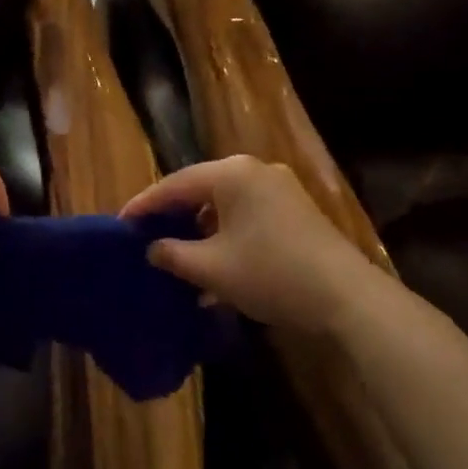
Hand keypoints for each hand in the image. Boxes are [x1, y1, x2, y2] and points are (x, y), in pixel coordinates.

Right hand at [121, 155, 379, 333]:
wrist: (347, 298)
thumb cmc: (270, 273)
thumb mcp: (212, 269)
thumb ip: (173, 255)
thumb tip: (152, 249)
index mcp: (231, 174)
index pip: (175, 184)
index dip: (145, 205)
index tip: (120, 223)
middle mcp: (254, 171)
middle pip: (200, 190)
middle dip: (173, 216)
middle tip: (145, 236)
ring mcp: (279, 189)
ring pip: (225, 205)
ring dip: (200, 230)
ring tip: (177, 255)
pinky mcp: (296, 211)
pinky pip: (247, 216)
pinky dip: (226, 235)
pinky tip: (215, 266)